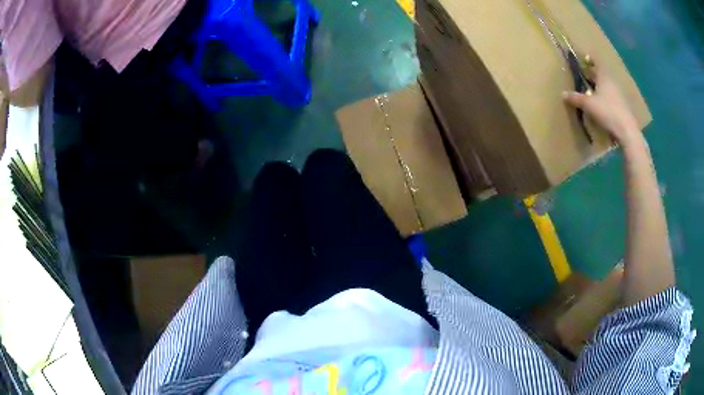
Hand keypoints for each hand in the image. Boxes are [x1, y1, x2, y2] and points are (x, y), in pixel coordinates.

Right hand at [562, 59, 641, 146]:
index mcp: (604, 77)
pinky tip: (602, 107)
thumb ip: (576, 98)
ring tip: (593, 93)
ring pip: (607, 87)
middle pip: (602, 75)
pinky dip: (606, 99)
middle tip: (586, 77)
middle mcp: (612, 83)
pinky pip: (612, 98)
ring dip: (600, 88)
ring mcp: (619, 95)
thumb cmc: (607, 112)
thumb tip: (563, 94)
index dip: (590, 60)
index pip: (596, 63)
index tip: (584, 60)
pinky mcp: (623, 107)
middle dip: (594, 75)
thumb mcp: (588, 105)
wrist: (627, 131)